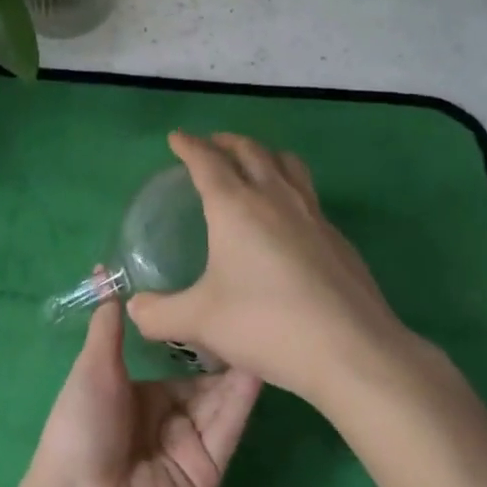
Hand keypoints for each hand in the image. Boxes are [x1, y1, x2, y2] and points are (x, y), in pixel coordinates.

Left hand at [0, 296, 260, 486]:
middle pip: (204, 377)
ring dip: (239, 363)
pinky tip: (261, 360)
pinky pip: (228, 424)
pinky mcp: (210, 469)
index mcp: (138, 394)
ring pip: (221, 396)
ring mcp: (191, 444)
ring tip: (263, 321)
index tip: (213, 291)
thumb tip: (104, 273)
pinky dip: (244, 394)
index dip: (192, 331)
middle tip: (249, 303)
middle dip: (223, 346)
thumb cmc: (80, 430)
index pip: (175, 358)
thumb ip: (107, 326)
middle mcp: (168, 417)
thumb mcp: (92, 368)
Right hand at [127, 132, 406, 403]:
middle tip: (212, 145)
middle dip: (226, 141)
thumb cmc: (267, 324)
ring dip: (264, 153)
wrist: (351, 349)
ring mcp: (311, 212)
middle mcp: (274, 196)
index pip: (207, 160)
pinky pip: (307, 193)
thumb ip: (161, 314)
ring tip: (254, 163)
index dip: (189, 145)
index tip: (177, 138)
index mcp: (235, 205)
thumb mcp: (201, 321)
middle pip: (249, 150)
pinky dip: (290, 186)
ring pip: (286, 162)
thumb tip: (135, 310)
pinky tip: (287, 217)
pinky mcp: (336, 235)